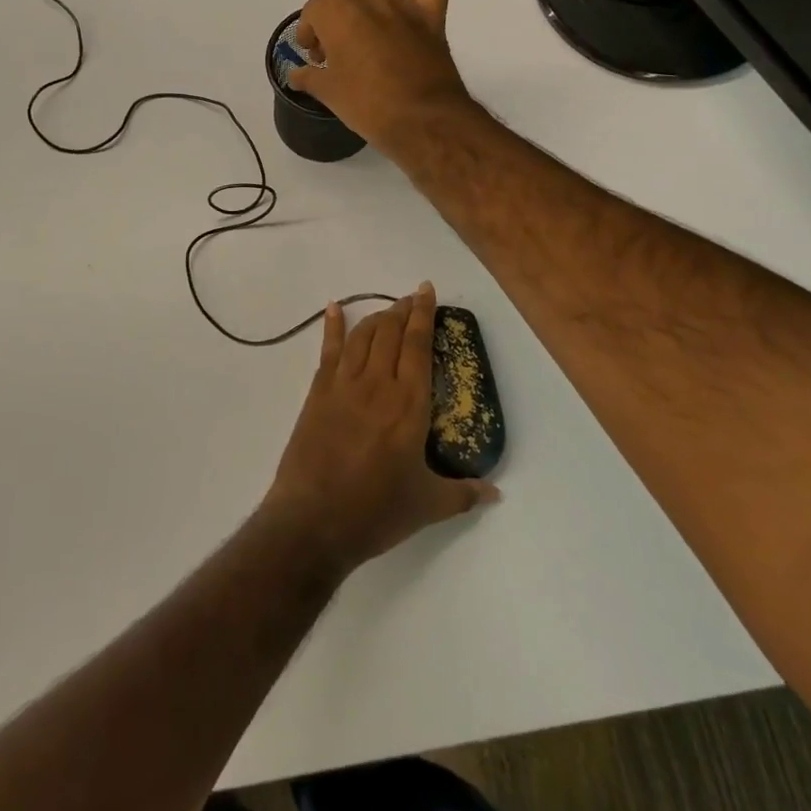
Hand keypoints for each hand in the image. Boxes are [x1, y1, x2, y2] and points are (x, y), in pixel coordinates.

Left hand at [264, 285, 498, 575]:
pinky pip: (327, 350)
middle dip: (403, 310)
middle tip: (411, 298)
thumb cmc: (376, 511)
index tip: (427, 292)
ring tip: (388, 308)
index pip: (418, 346)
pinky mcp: (318, 392)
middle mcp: (378, 384)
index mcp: (409, 405)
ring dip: (376, 316)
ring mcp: (344, 385)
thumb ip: (463, 494)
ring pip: (362, 336)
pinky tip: (333, 308)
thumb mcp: (428, 506)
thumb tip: (495, 492)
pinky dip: (332, 326)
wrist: (315, 519)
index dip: (423, 315)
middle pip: (390, 333)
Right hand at [290, 0, 474, 157]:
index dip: (308, 33)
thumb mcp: (328, 94)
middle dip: (334, 27)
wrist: (424, 120)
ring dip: (368, 15)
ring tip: (367, 45)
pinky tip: (409, 17)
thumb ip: (308, 77)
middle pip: (343, 4)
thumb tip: (295, 74)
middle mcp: (371, 1)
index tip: (313, 58)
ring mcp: (404, 8)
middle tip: (335, 60)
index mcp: (339, 13)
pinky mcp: (433, 20)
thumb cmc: (367, 104)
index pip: (314, 11)